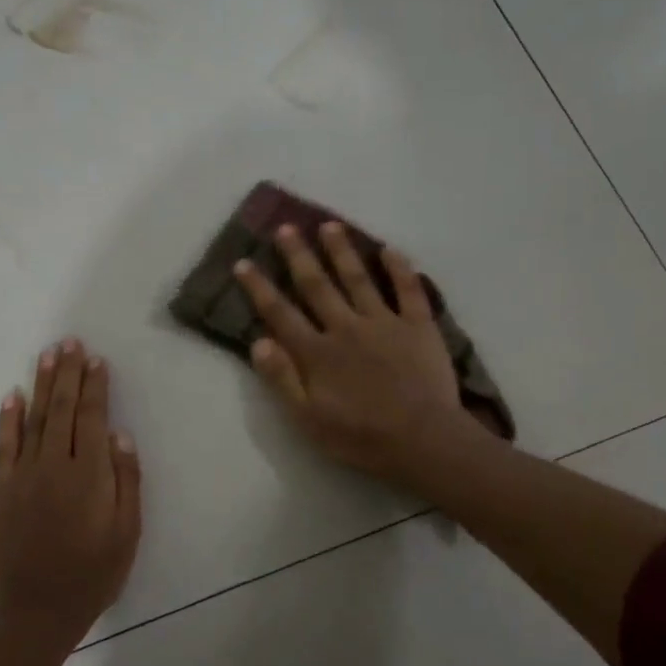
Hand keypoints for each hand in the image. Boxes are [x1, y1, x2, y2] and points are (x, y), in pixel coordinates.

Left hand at [0, 338, 141, 652]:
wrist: (36, 611)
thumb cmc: (93, 574)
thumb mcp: (127, 533)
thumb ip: (126, 482)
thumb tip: (120, 436)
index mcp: (89, 475)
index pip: (91, 418)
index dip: (95, 387)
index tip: (96, 360)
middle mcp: (54, 466)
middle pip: (62, 409)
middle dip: (67, 373)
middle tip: (70, 342)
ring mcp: (23, 476)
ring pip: (33, 419)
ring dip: (41, 385)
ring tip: (47, 355)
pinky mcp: (2, 490)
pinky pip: (4, 446)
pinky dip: (8, 419)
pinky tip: (12, 397)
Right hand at [235, 223, 487, 487]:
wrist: (421, 440)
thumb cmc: (361, 436)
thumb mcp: (308, 419)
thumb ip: (282, 378)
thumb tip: (258, 341)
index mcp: (317, 352)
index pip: (281, 313)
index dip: (260, 288)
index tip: (243, 262)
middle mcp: (346, 327)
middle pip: (317, 285)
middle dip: (299, 255)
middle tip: (286, 227)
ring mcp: (384, 322)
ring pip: (358, 278)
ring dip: (342, 250)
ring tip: (330, 225)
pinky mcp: (418, 326)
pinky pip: (408, 289)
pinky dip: (399, 267)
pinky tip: (389, 248)